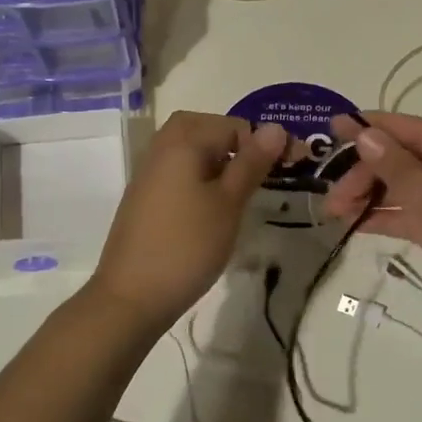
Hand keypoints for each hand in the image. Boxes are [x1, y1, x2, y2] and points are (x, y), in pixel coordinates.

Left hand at [88, 112, 287, 331]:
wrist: (131, 296)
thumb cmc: (187, 246)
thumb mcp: (229, 203)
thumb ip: (251, 163)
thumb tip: (276, 127)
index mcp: (183, 142)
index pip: (233, 125)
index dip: (265, 143)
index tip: (290, 167)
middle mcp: (160, 149)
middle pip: (202, 128)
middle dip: (234, 143)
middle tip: (258, 172)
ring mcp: (147, 174)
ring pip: (187, 150)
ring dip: (215, 160)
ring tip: (238, 191)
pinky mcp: (143, 198)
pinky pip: (175, 171)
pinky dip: (197, 177)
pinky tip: (210, 208)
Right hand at [325, 111, 421, 383]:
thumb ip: (402, 172)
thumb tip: (365, 134)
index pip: (421, 132)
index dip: (377, 128)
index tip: (333, 128)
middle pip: (414, 161)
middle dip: (371, 171)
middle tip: (331, 197)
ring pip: (413, 191)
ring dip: (375, 195)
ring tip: (334, 211)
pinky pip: (419, 218)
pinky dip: (390, 218)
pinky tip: (357, 224)